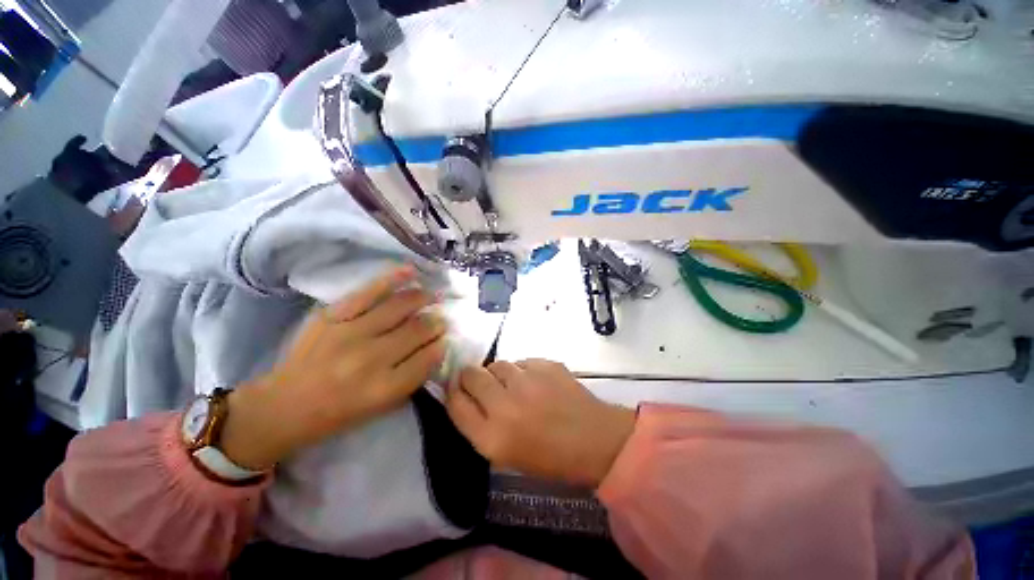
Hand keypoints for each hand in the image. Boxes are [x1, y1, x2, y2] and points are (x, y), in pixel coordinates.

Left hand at [219, 266, 447, 469]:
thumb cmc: (338, 412)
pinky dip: (392, 279)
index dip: (440, 345)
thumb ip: (413, 377)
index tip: (444, 338)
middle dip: (435, 322)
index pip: (427, 357)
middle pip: (417, 330)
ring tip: (433, 296)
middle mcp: (370, 359)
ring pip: (400, 307)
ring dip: (423, 299)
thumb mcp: (382, 406)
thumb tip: (436, 347)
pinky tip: (410, 271)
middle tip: (441, 319)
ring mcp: (350, 333)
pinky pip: (368, 292)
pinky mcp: (332, 316)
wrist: (283, 405)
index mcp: (384, 388)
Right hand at [446, 359, 634, 487]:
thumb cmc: (549, 457)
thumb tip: (467, 396)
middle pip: (471, 375)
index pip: (455, 403)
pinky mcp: (545, 364)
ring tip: (516, 386)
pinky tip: (537, 383)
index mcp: (492, 437)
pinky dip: (523, 370)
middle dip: (471, 376)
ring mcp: (527, 381)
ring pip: (497, 363)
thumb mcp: (505, 455)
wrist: (594, 440)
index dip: (453, 391)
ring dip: (500, 373)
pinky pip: (522, 361)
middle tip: (483, 382)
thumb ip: (481, 425)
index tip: (457, 387)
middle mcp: (504, 405)